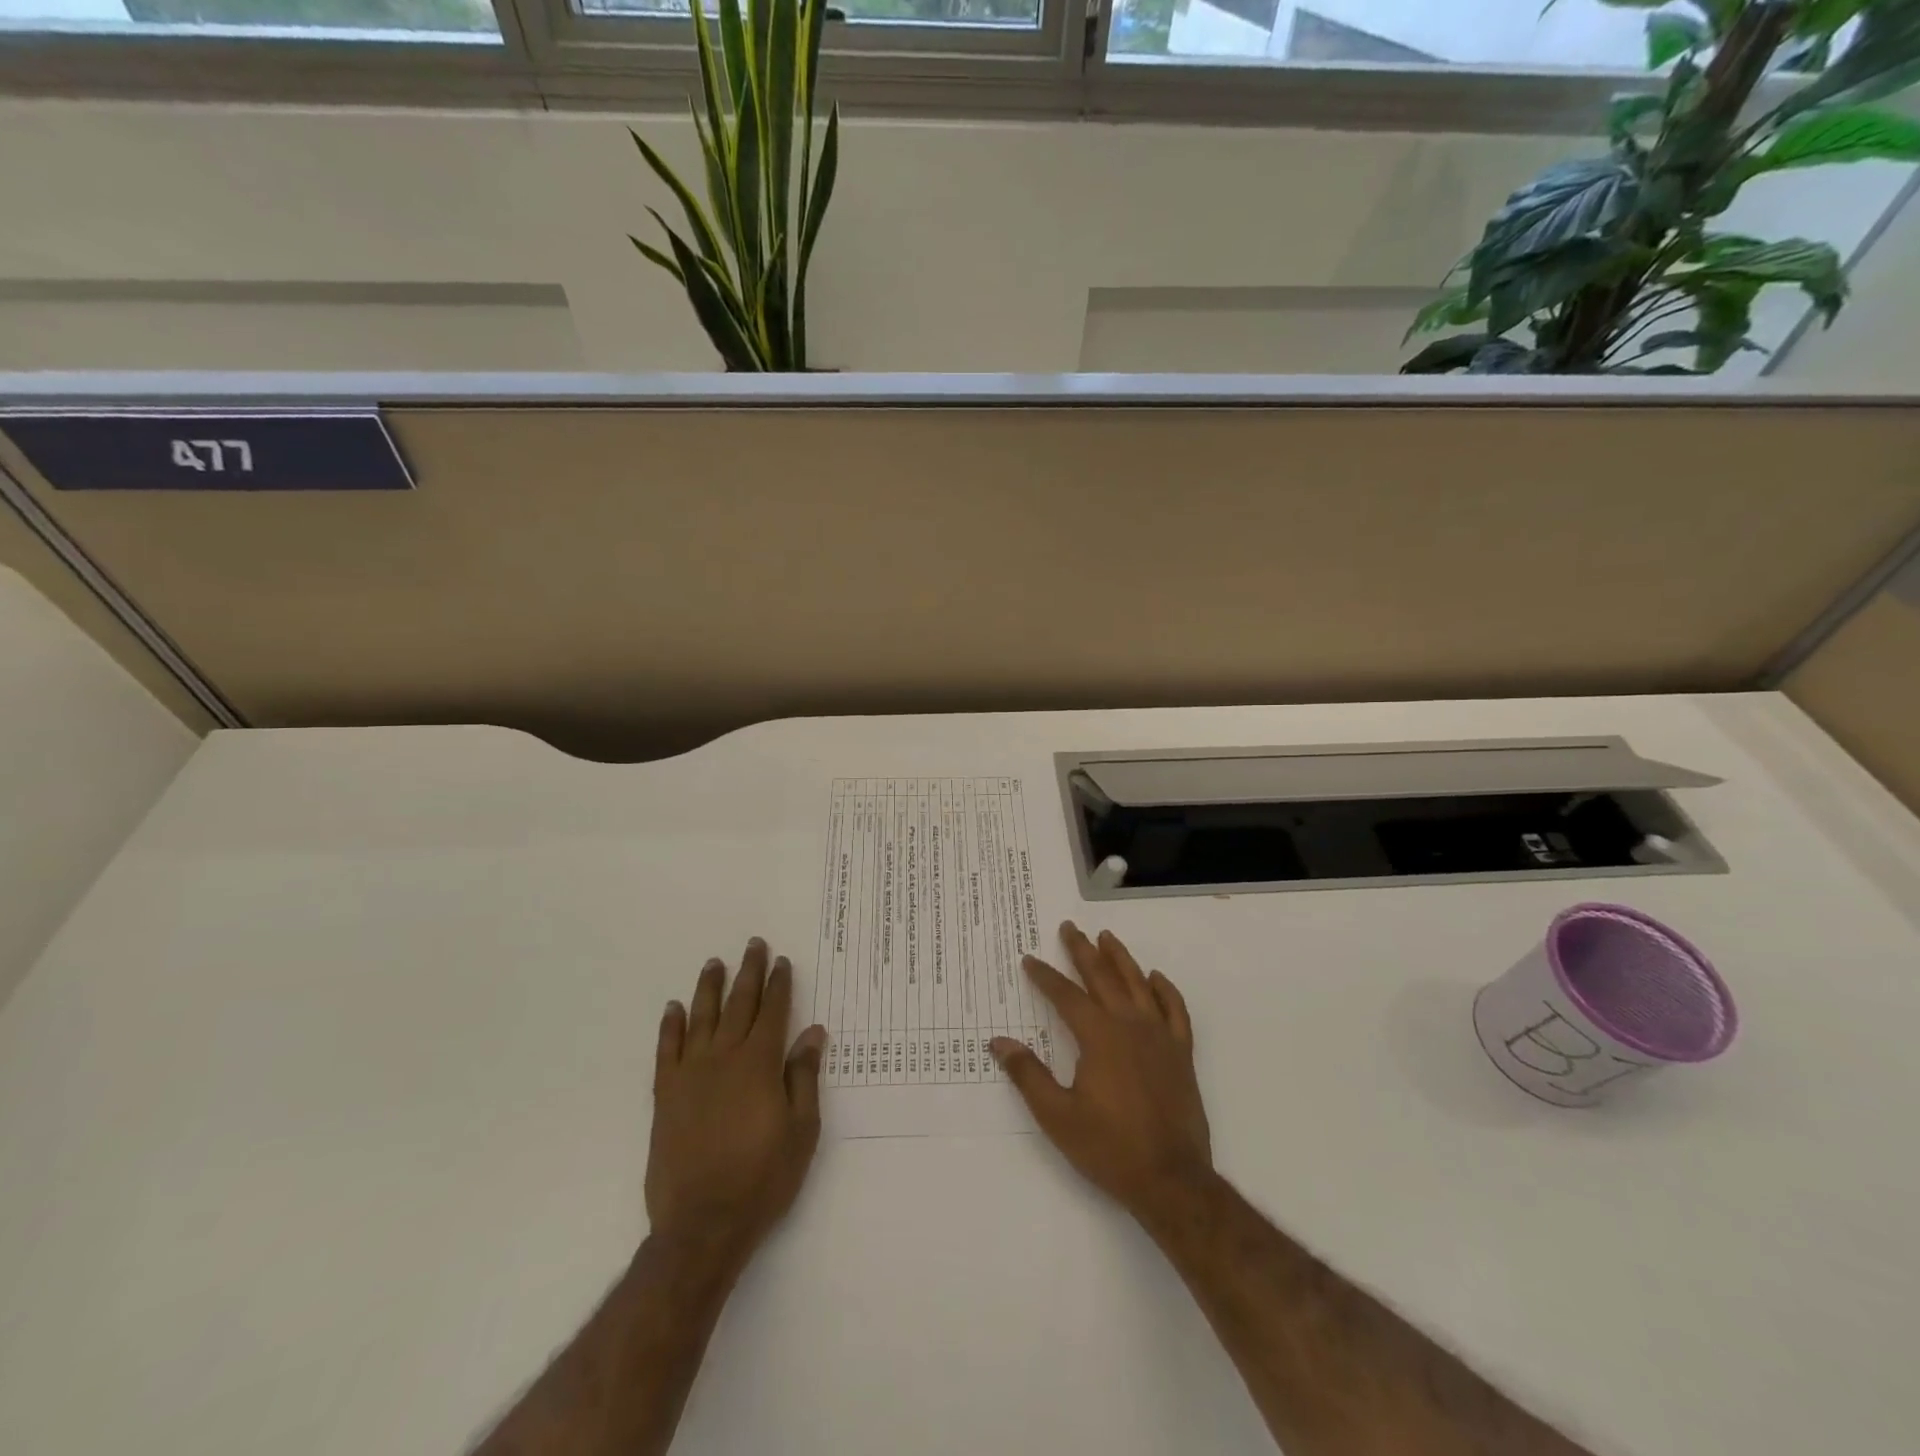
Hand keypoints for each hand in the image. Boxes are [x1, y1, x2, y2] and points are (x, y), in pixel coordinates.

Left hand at [646, 939, 827, 1275]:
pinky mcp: (665, 1095)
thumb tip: (812, 1031)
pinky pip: (667, 1050)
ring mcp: (690, 1075)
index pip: (773, 1012)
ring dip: (709, 988)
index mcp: (759, 1064)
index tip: (782, 961)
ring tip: (714, 963)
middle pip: (738, 1004)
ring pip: (701, 1018)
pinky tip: (674, 1008)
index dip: (779, 984)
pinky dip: (671, 1026)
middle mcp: (724, 1058)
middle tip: (753, 945)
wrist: (702, 1225)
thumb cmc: (762, 1179)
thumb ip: (803, 1076)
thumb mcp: (802, 1130)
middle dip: (748, 973)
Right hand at [991, 922, 1212, 1227]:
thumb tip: (998, 1042)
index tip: (1029, 959)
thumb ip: (1028, 1075)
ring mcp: (1160, 1036)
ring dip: (1120, 958)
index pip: (1065, 995)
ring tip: (1106, 937)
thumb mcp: (1057, 1116)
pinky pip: (1175, 1009)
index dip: (1045, 976)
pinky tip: (1155, 978)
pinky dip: (1165, 989)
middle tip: (1069, 927)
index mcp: (1098, 1036)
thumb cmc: (1109, 1148)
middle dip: (1082, 951)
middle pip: (1103, 977)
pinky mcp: (1181, 1053)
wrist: (1171, 1179)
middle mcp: (1129, 1025)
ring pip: (1138, 984)